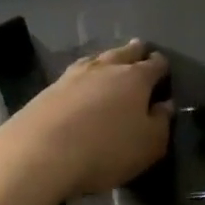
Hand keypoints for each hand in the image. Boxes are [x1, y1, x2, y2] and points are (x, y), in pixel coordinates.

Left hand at [0, 40, 171, 200]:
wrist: (39, 153)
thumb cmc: (106, 149)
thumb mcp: (149, 145)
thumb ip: (161, 123)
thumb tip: (165, 105)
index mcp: (135, 78)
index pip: (155, 64)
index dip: (162, 65)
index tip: (164, 68)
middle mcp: (106, 68)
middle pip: (124, 52)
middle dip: (135, 52)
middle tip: (140, 51)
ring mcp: (73, 75)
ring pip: (97, 58)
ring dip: (107, 60)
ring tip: (110, 62)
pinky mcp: (48, 89)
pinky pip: (74, 74)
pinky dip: (83, 75)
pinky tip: (81, 82)